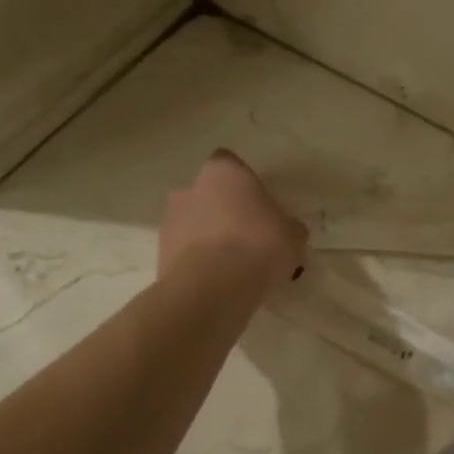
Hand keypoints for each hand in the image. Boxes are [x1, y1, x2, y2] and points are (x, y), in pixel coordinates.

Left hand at [159, 150, 307, 295]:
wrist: (211, 289)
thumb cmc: (257, 246)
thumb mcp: (293, 236)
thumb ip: (289, 227)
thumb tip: (289, 230)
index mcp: (224, 172)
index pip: (230, 165)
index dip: (244, 184)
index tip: (258, 206)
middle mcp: (191, 188)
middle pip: (209, 194)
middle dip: (223, 211)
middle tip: (247, 236)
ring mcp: (171, 219)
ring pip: (193, 222)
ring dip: (208, 237)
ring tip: (231, 265)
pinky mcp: (160, 252)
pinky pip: (184, 251)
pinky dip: (197, 261)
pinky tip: (217, 281)